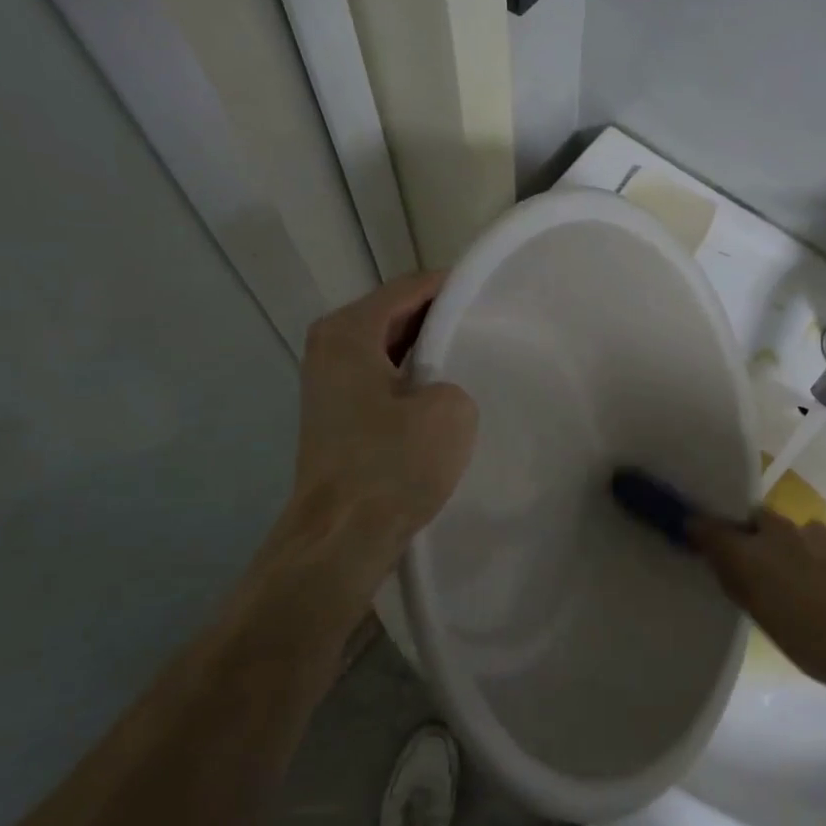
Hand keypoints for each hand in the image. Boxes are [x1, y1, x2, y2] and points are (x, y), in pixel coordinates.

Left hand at [252, 273, 476, 610]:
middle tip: (492, 328)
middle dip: (443, 317)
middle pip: (396, 313)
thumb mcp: (449, 410)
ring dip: (430, 350)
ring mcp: (329, 381)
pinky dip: (413, 377)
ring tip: (475, 360)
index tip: (495, 296)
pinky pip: (384, 377)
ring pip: (391, 347)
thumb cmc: (391, 466)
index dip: (454, 287)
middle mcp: (330, 346)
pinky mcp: (338, 414)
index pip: (410, 287)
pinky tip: (444, 397)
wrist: (340, 537)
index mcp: (348, 332)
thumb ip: (454, 377)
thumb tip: (439, 389)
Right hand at [689, 512, 825, 687]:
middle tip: (755, 565)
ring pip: (789, 530)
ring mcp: (814, 530)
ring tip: (801, 580)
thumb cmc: (809, 642)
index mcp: (749, 552)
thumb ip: (735, 580)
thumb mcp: (760, 616)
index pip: (708, 525)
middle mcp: (777, 530)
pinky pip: (819, 538)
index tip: (694, 535)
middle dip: (751, 535)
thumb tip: (717, 557)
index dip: (700, 528)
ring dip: (788, 547)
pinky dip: (816, 553)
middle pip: (754, 520)